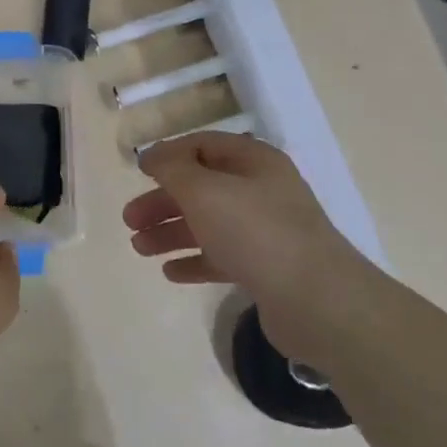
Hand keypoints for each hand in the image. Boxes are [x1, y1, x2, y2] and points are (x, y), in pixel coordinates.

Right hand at [124, 132, 379, 365]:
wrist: (316, 301)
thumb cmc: (255, 232)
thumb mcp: (204, 190)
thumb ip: (172, 169)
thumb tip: (152, 155)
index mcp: (254, 162)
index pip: (203, 145)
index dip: (169, 155)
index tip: (138, 172)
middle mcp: (262, 191)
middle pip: (201, 188)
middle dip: (163, 202)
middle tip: (129, 220)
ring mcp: (266, 232)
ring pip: (208, 224)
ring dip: (171, 233)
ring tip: (139, 249)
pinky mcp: (266, 269)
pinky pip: (221, 257)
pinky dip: (194, 260)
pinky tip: (169, 272)